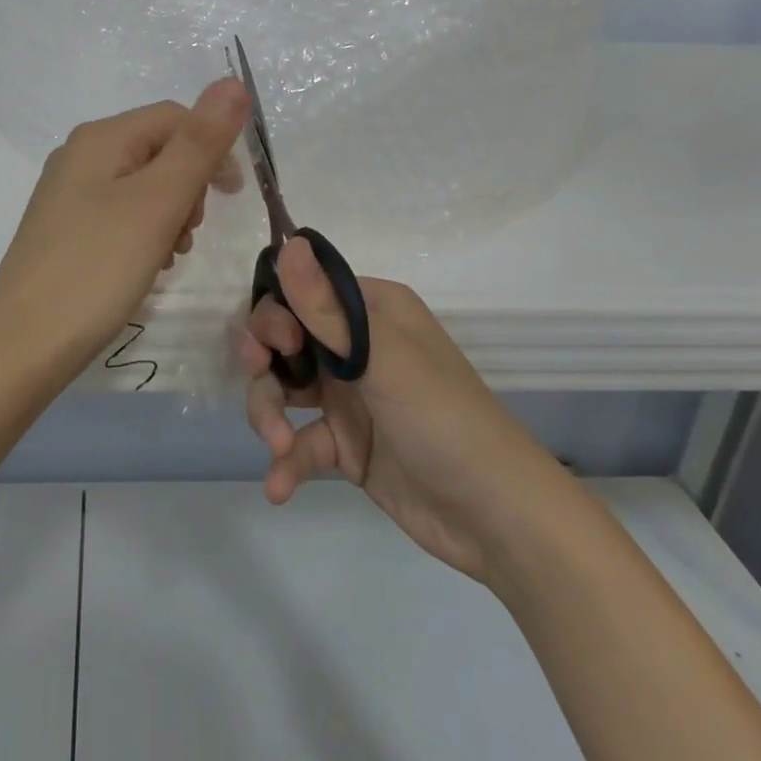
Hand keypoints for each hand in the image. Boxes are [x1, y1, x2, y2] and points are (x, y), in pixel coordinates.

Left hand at [0, 79, 247, 377]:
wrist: (22, 345)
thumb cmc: (97, 267)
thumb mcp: (158, 201)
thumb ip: (199, 143)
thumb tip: (233, 82)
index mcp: (101, 138)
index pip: (175, 117)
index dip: (213, 148)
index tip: (234, 198)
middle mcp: (81, 155)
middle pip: (159, 150)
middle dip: (189, 187)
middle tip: (188, 234)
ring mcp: (69, 194)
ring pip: (143, 186)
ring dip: (170, 214)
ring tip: (167, 256)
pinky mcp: (66, 229)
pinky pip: (122, 214)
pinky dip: (145, 233)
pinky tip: (145, 266)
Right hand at [240, 238, 572, 585]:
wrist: (499, 519)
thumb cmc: (443, 419)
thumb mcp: (383, 359)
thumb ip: (326, 308)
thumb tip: (290, 241)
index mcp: (371, 311)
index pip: (304, 292)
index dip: (277, 312)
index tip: (276, 342)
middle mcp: (357, 346)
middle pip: (285, 340)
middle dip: (264, 363)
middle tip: (261, 382)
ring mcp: (350, 397)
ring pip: (284, 389)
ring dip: (269, 415)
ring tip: (277, 446)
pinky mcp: (347, 445)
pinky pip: (301, 441)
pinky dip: (286, 462)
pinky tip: (278, 486)